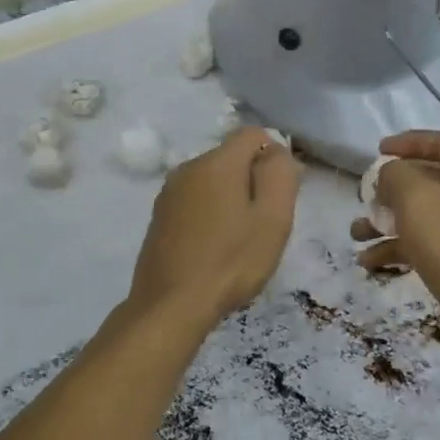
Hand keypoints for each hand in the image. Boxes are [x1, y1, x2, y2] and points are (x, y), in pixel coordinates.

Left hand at [129, 126, 299, 329]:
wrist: (171, 306)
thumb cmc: (231, 262)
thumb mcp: (273, 218)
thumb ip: (280, 175)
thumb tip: (276, 151)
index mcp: (217, 162)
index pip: (253, 134)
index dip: (274, 156)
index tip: (281, 194)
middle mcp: (188, 168)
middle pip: (232, 158)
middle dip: (252, 180)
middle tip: (264, 223)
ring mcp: (169, 194)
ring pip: (212, 182)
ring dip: (231, 200)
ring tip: (240, 240)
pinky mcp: (159, 218)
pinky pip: (195, 202)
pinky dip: (210, 215)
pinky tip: (215, 249)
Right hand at [352, 131, 439, 360]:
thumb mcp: (416, 199)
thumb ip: (396, 175)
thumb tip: (389, 173)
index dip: (409, 142)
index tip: (378, 150)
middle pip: (426, 181)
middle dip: (389, 189)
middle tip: (365, 197)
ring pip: (419, 217)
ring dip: (385, 222)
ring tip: (356, 234)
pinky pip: (422, 246)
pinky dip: (396, 249)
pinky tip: (368, 262)